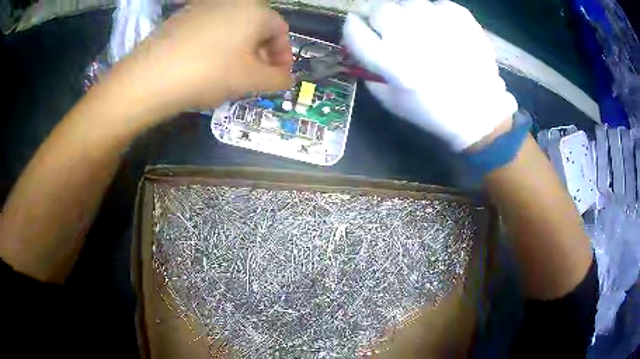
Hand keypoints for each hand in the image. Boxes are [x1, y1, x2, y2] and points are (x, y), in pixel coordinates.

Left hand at [107, 0, 292, 120]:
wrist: (151, 76)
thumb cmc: (209, 73)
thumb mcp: (251, 81)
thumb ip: (278, 80)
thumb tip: (286, 79)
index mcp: (254, 10)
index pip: (281, 31)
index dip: (283, 56)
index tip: (277, 78)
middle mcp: (232, 1)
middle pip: (256, 27)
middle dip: (261, 54)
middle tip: (254, 78)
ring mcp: (204, 6)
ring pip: (232, 28)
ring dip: (239, 50)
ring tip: (229, 74)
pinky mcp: (182, 17)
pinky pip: (210, 30)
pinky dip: (216, 46)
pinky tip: (205, 66)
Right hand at [343, 0, 517, 150]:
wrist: (480, 111)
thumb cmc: (433, 110)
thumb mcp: (391, 101)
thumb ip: (369, 72)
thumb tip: (359, 44)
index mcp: (393, 64)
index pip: (356, 32)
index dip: (352, 26)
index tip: (356, 26)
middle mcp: (413, 39)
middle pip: (381, 10)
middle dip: (381, 19)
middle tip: (393, 32)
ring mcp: (439, 25)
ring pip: (408, 3)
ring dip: (409, 15)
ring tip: (422, 32)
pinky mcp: (461, 19)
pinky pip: (437, 4)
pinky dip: (436, 15)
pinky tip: (443, 32)